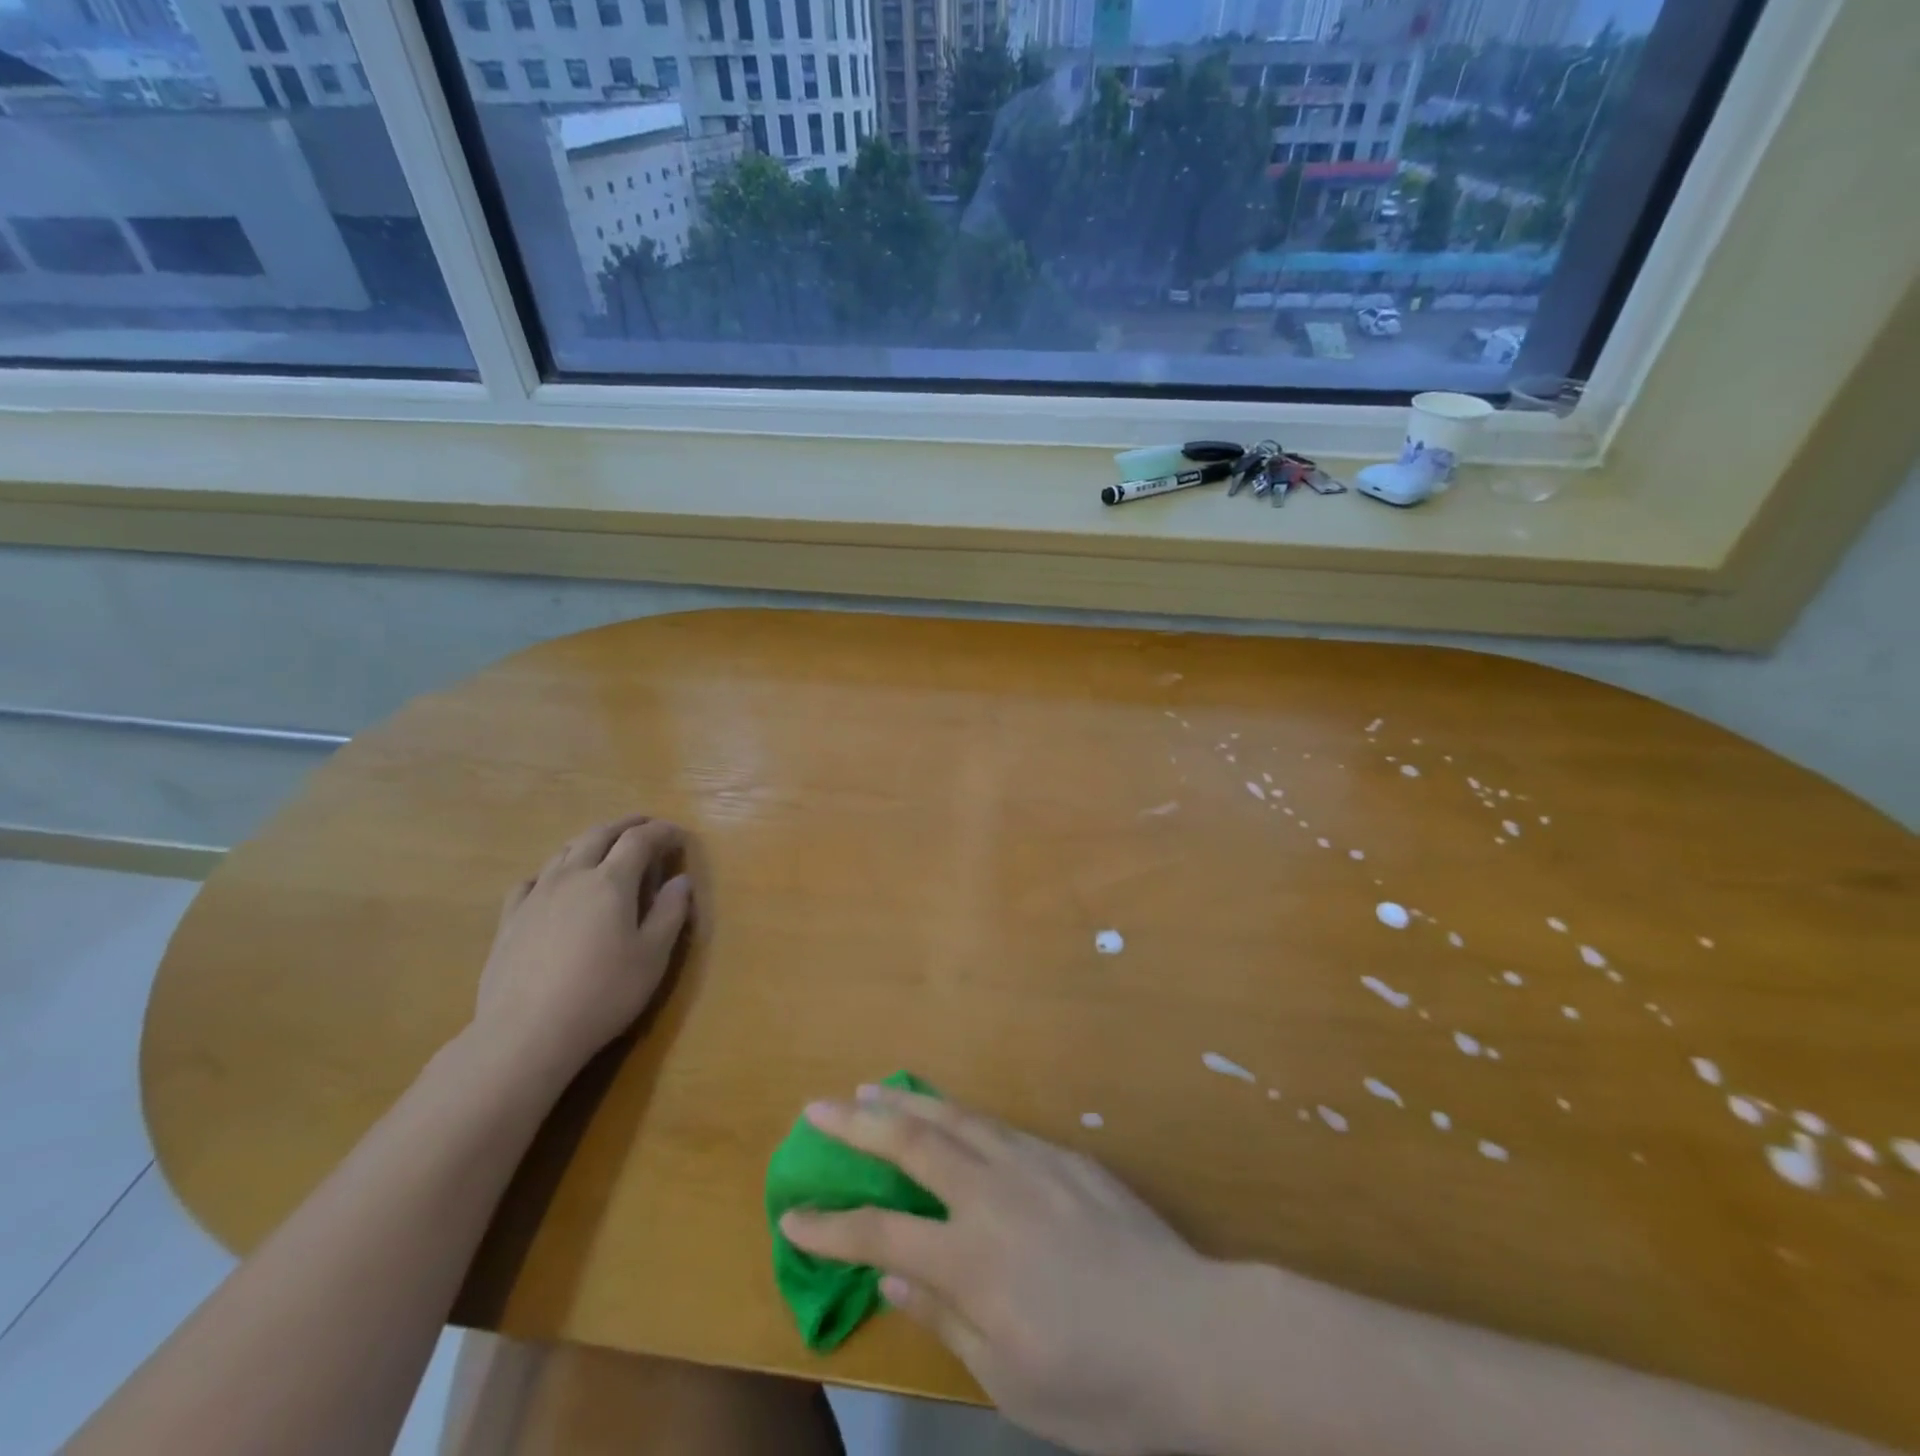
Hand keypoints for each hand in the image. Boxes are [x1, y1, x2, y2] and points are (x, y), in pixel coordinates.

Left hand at [476, 814, 693, 1085]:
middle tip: (646, 827)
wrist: (527, 1033)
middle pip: (600, 834)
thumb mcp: (653, 956)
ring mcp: (536, 896)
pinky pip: (531, 880)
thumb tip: (681, 881)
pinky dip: (552, 871)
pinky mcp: (510, 920)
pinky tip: (554, 885)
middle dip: (627, 825)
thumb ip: (670, 913)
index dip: (663, 832)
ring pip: (565, 852)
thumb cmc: (603, 993)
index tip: (679, 835)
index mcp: (611, 882)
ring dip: (591, 841)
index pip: (640, 840)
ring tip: (606, 848)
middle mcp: (572, 877)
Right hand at [780, 1085, 1220, 1455]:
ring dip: (907, 1103)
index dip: (830, 1227)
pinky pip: (999, 1127)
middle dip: (856, 1126)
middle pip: (911, 1146)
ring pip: (955, 1119)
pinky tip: (950, 1117)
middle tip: (817, 1109)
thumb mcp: (1010, 1382)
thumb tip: (891, 1280)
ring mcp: (1032, 1164)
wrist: (1194, 1335)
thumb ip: (944, 1320)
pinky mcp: (1065, 1156)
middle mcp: (993, 1196)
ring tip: (872, 1089)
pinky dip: (961, 1116)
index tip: (793, 1215)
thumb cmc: (1099, 1383)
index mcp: (971, 1260)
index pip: (879, 1236)